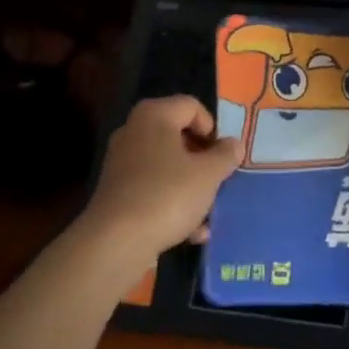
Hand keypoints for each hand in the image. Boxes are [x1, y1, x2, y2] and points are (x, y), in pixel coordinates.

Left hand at [80, 95, 241, 260]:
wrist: (115, 242)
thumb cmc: (167, 195)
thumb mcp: (208, 174)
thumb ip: (225, 155)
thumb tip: (233, 144)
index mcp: (155, 116)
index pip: (192, 106)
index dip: (213, 128)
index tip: (223, 154)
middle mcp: (134, 132)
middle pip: (178, 136)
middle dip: (202, 160)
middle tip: (219, 179)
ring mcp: (122, 163)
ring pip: (167, 167)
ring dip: (190, 187)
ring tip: (208, 212)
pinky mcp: (117, 193)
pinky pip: (153, 190)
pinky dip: (172, 205)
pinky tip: (191, 232)